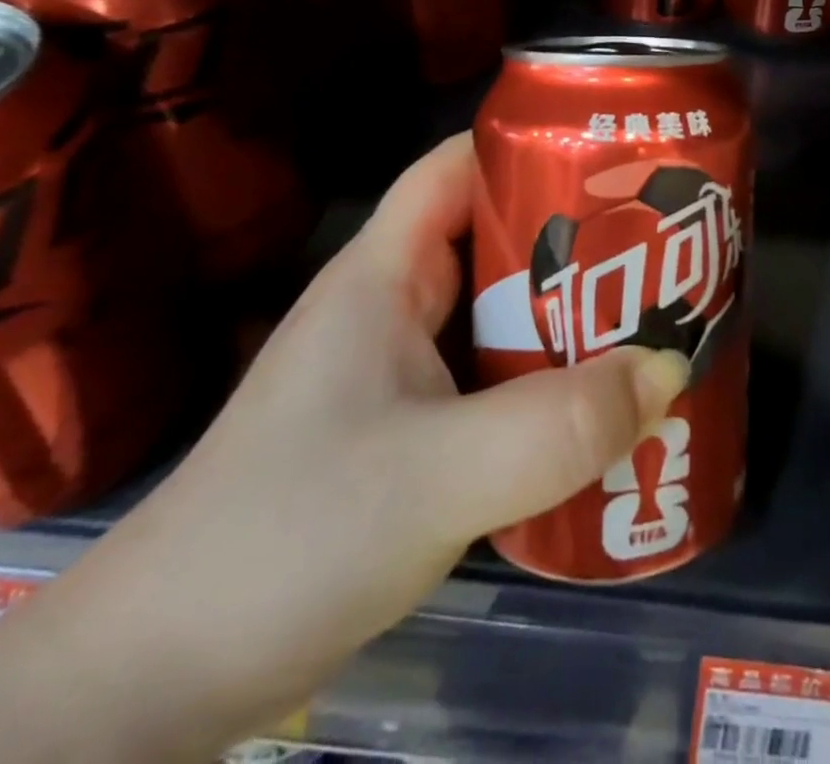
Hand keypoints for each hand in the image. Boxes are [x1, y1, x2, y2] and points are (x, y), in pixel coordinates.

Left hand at [27, 133, 690, 752]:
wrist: (157, 684)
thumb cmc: (287, 538)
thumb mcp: (436, 476)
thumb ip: (558, 426)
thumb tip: (671, 367)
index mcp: (385, 274)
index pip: (458, 167)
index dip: (529, 145)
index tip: (611, 157)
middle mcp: (395, 308)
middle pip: (497, 242)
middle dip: (578, 242)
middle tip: (662, 248)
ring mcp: (402, 374)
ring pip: (503, 319)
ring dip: (572, 322)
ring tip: (655, 325)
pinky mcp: (412, 434)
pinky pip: (499, 384)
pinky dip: (551, 385)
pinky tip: (603, 412)